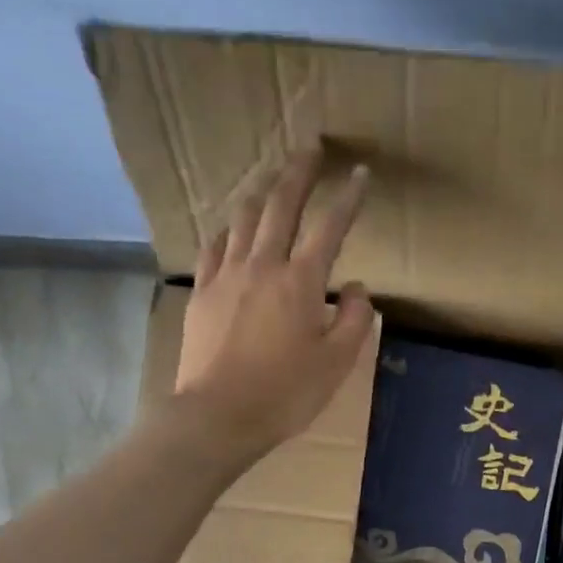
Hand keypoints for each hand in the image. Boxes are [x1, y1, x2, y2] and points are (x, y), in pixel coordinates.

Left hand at [173, 148, 376, 455]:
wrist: (219, 415)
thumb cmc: (286, 394)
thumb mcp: (336, 363)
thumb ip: (353, 319)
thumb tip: (354, 288)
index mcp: (301, 282)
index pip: (330, 227)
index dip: (348, 198)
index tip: (360, 173)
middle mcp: (263, 265)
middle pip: (281, 205)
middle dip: (298, 172)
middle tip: (309, 147)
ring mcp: (226, 275)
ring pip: (244, 218)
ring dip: (261, 193)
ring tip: (271, 179)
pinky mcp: (202, 292)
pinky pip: (215, 246)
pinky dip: (230, 230)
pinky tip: (233, 229)